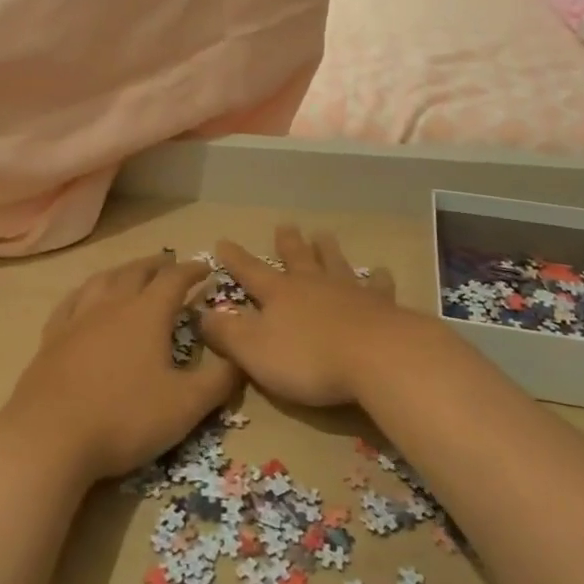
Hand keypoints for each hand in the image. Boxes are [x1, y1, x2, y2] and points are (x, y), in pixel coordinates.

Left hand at [0, 252, 240, 482]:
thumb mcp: (186, 405)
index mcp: (148, 313)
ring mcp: (78, 319)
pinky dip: (86, 291)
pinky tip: (85, 297)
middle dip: (158, 264)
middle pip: (137, 272)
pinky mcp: (52, 338)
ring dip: (123, 271)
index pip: (174, 279)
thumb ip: (219, 380)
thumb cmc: (125, 418)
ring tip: (132, 272)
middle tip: (170, 262)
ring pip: (103, 280)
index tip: (206, 268)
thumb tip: (242, 357)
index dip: (192, 270)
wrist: (49, 438)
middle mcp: (112, 304)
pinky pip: (71, 302)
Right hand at [197, 226, 417, 407]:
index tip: (223, 241)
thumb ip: (227, 333)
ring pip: (335, 263)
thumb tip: (201, 314)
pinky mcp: (380, 305)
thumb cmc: (308, 358)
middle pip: (298, 258)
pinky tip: (381, 272)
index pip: (251, 272)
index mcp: (279, 294)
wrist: (375, 356)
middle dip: (288, 243)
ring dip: (328, 250)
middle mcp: (312, 284)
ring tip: (324, 234)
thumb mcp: (254, 351)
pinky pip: (377, 286)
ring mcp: (349, 291)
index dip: (235, 259)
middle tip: (286, 225)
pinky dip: (377, 278)